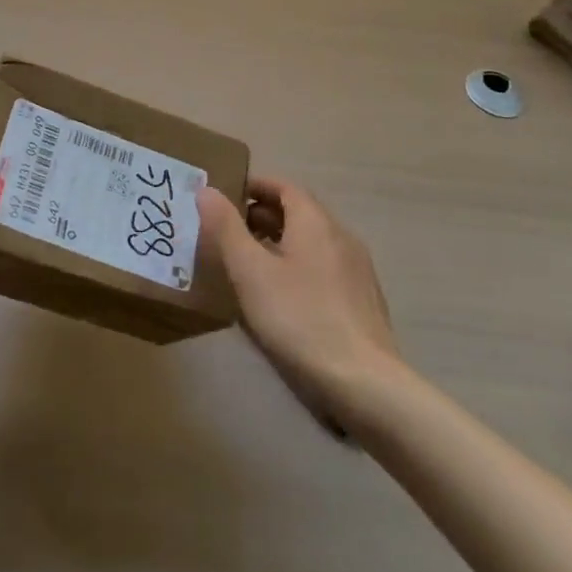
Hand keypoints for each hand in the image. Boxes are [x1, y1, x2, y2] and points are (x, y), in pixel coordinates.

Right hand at [198, 176, 399, 425]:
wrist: (365, 384)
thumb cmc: (300, 319)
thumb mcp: (251, 272)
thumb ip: (226, 228)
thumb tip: (206, 190)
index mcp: (316, 223)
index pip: (285, 187)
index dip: (255, 187)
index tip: (226, 196)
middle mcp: (341, 237)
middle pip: (299, 213)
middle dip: (262, 216)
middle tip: (228, 232)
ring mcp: (357, 271)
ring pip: (312, 243)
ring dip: (279, 243)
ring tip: (248, 264)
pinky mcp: (363, 302)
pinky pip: (324, 269)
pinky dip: (298, 267)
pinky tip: (281, 298)